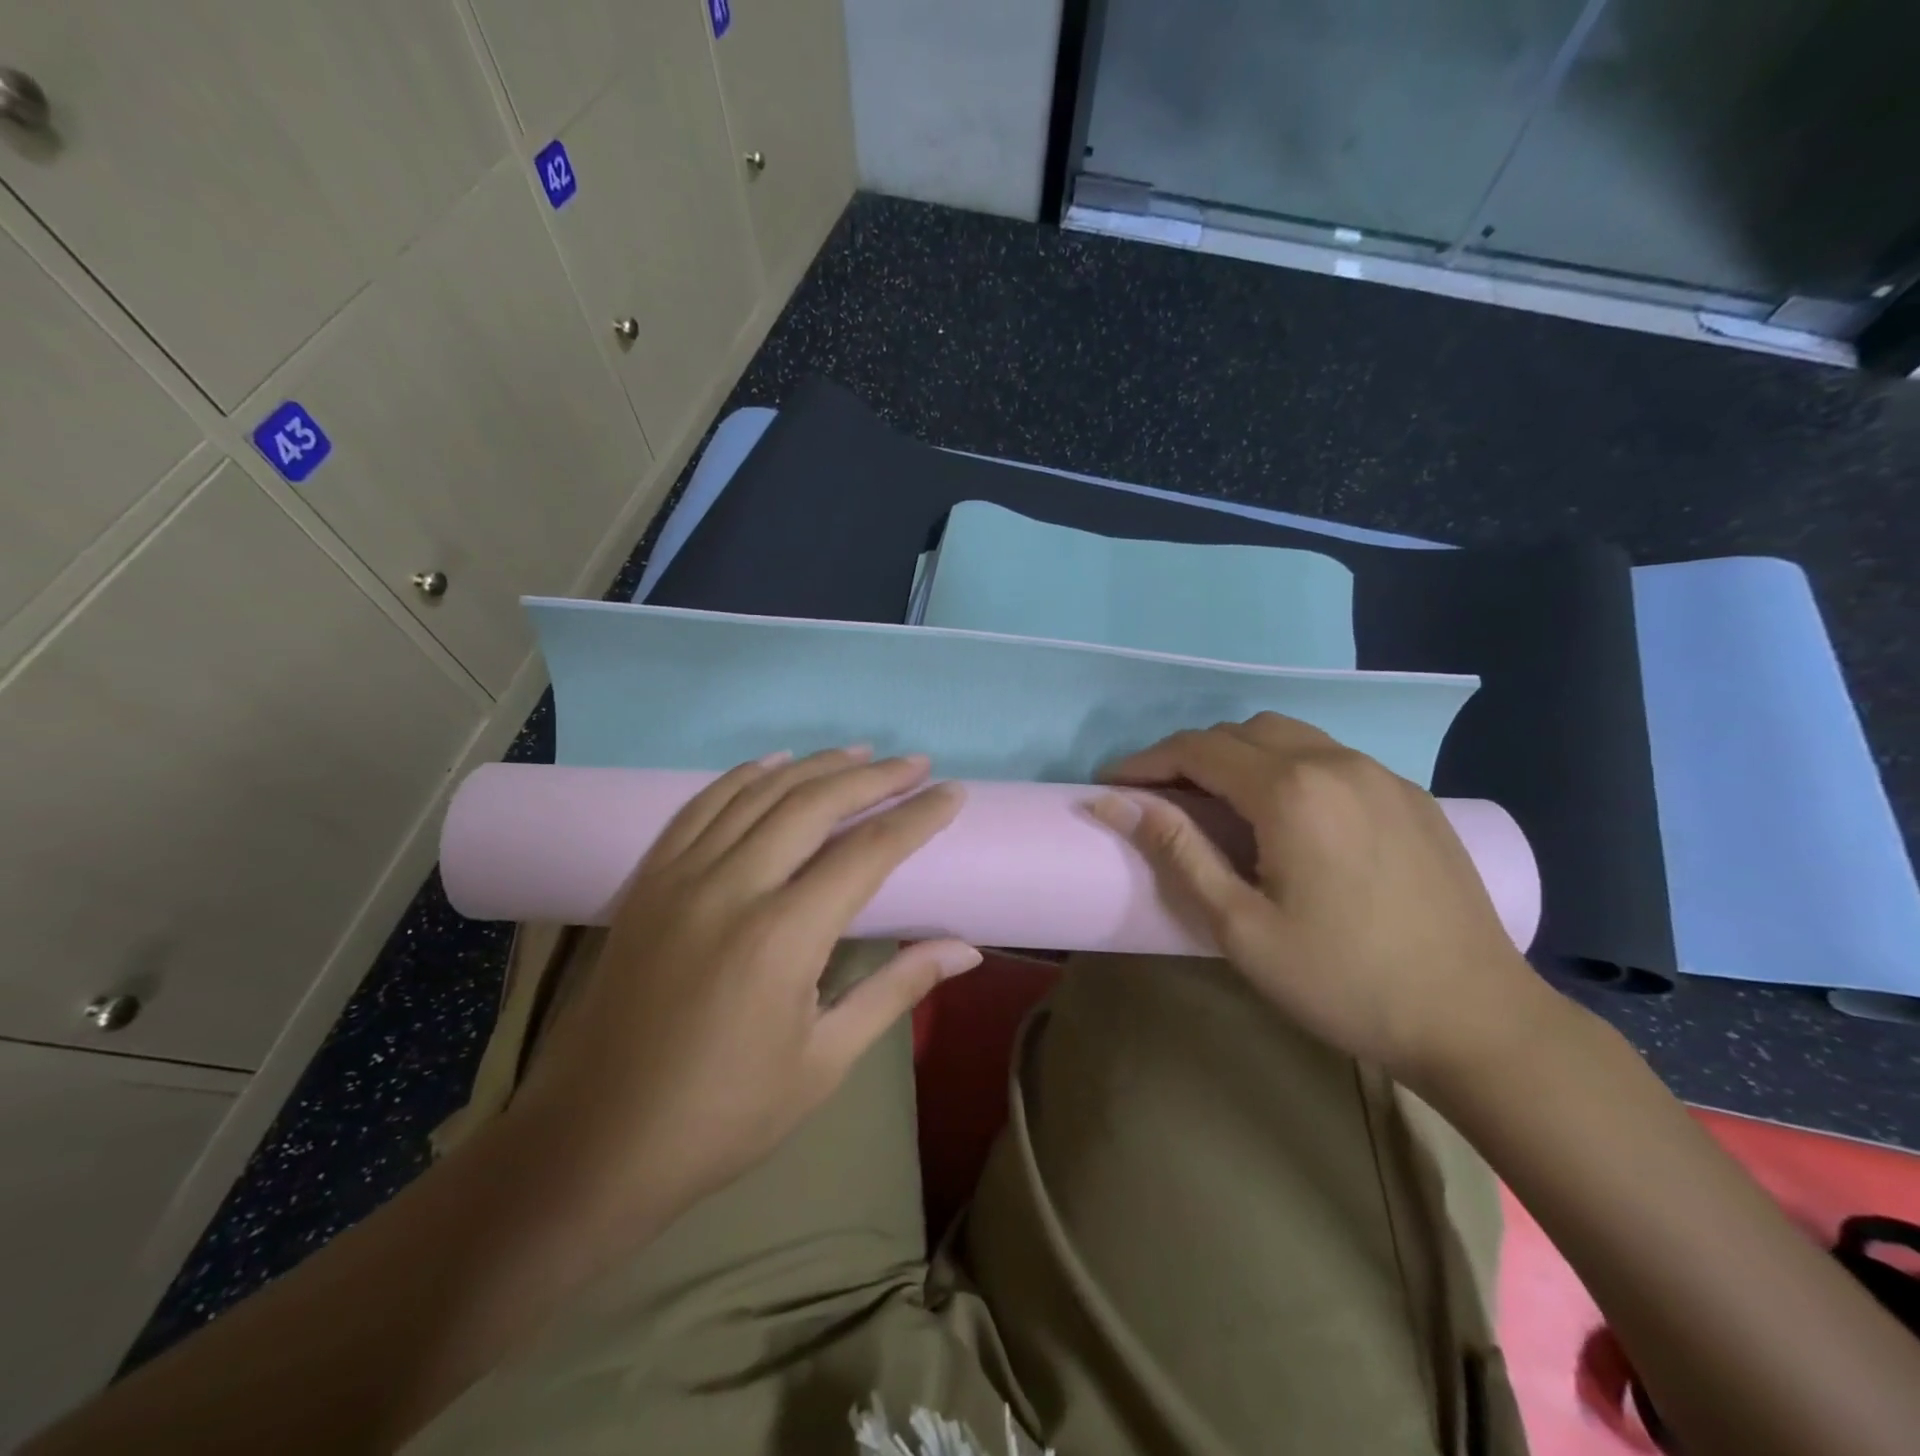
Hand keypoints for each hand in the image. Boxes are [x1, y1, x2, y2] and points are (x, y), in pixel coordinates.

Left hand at [505, 746, 979, 1232]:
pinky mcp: (648, 882)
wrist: (593, 1143)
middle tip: (916, 764)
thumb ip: (896, 990)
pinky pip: (701, 807)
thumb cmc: (723, 1116)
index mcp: (781, 939)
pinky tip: (774, 764)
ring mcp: (680, 878)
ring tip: (860, 754)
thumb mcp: (824, 1063)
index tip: (953, 793)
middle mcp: (730, 889)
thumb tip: (966, 949)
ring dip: (815, 766)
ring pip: (758, 793)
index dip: (917, 817)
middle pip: (813, 805)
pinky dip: (744, 776)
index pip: (867, 852)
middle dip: (873, 777)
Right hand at [1091, 712, 1544, 1086]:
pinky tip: (1287, 815)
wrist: (1476, 1020)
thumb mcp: (1240, 926)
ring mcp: (1381, 774)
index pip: (1197, 750)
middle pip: (1240, 732)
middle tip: (1160, 798)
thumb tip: (1112, 803)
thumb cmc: (1343, 981)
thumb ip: (1177, 851)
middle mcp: (1335, 762)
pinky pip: (1330, 756)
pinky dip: (1287, 765)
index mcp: (1291, 791)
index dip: (1145, 762)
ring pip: (1288, 735)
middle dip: (1189, 755)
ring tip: (1217, 801)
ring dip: (1239, 755)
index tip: (1111, 785)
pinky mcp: (1410, 795)